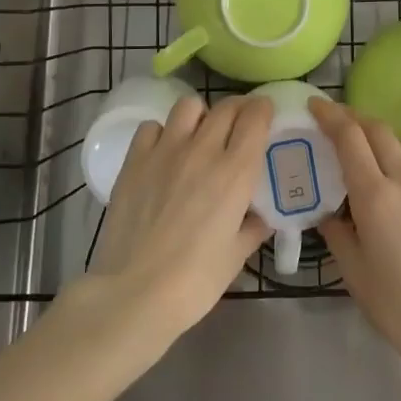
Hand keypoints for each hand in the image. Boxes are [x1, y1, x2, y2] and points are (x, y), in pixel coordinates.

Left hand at [81, 94, 273, 343]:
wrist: (134, 293)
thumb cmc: (194, 282)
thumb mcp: (236, 256)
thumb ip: (253, 228)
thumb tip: (261, 216)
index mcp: (235, 173)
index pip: (255, 118)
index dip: (264, 109)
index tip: (266, 114)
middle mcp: (203, 151)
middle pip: (226, 107)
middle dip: (239, 109)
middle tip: (240, 124)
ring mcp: (165, 151)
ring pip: (189, 106)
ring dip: (201, 115)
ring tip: (200, 136)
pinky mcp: (134, 160)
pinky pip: (152, 127)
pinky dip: (163, 133)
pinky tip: (164, 153)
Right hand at [313, 99, 400, 379]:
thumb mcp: (356, 274)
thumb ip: (338, 234)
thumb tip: (329, 214)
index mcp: (377, 196)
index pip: (350, 138)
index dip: (330, 116)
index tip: (313, 106)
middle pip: (379, 131)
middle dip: (353, 117)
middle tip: (331, 119)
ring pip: (400, 149)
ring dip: (375, 138)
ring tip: (356, 150)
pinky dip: (393, 163)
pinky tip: (385, 188)